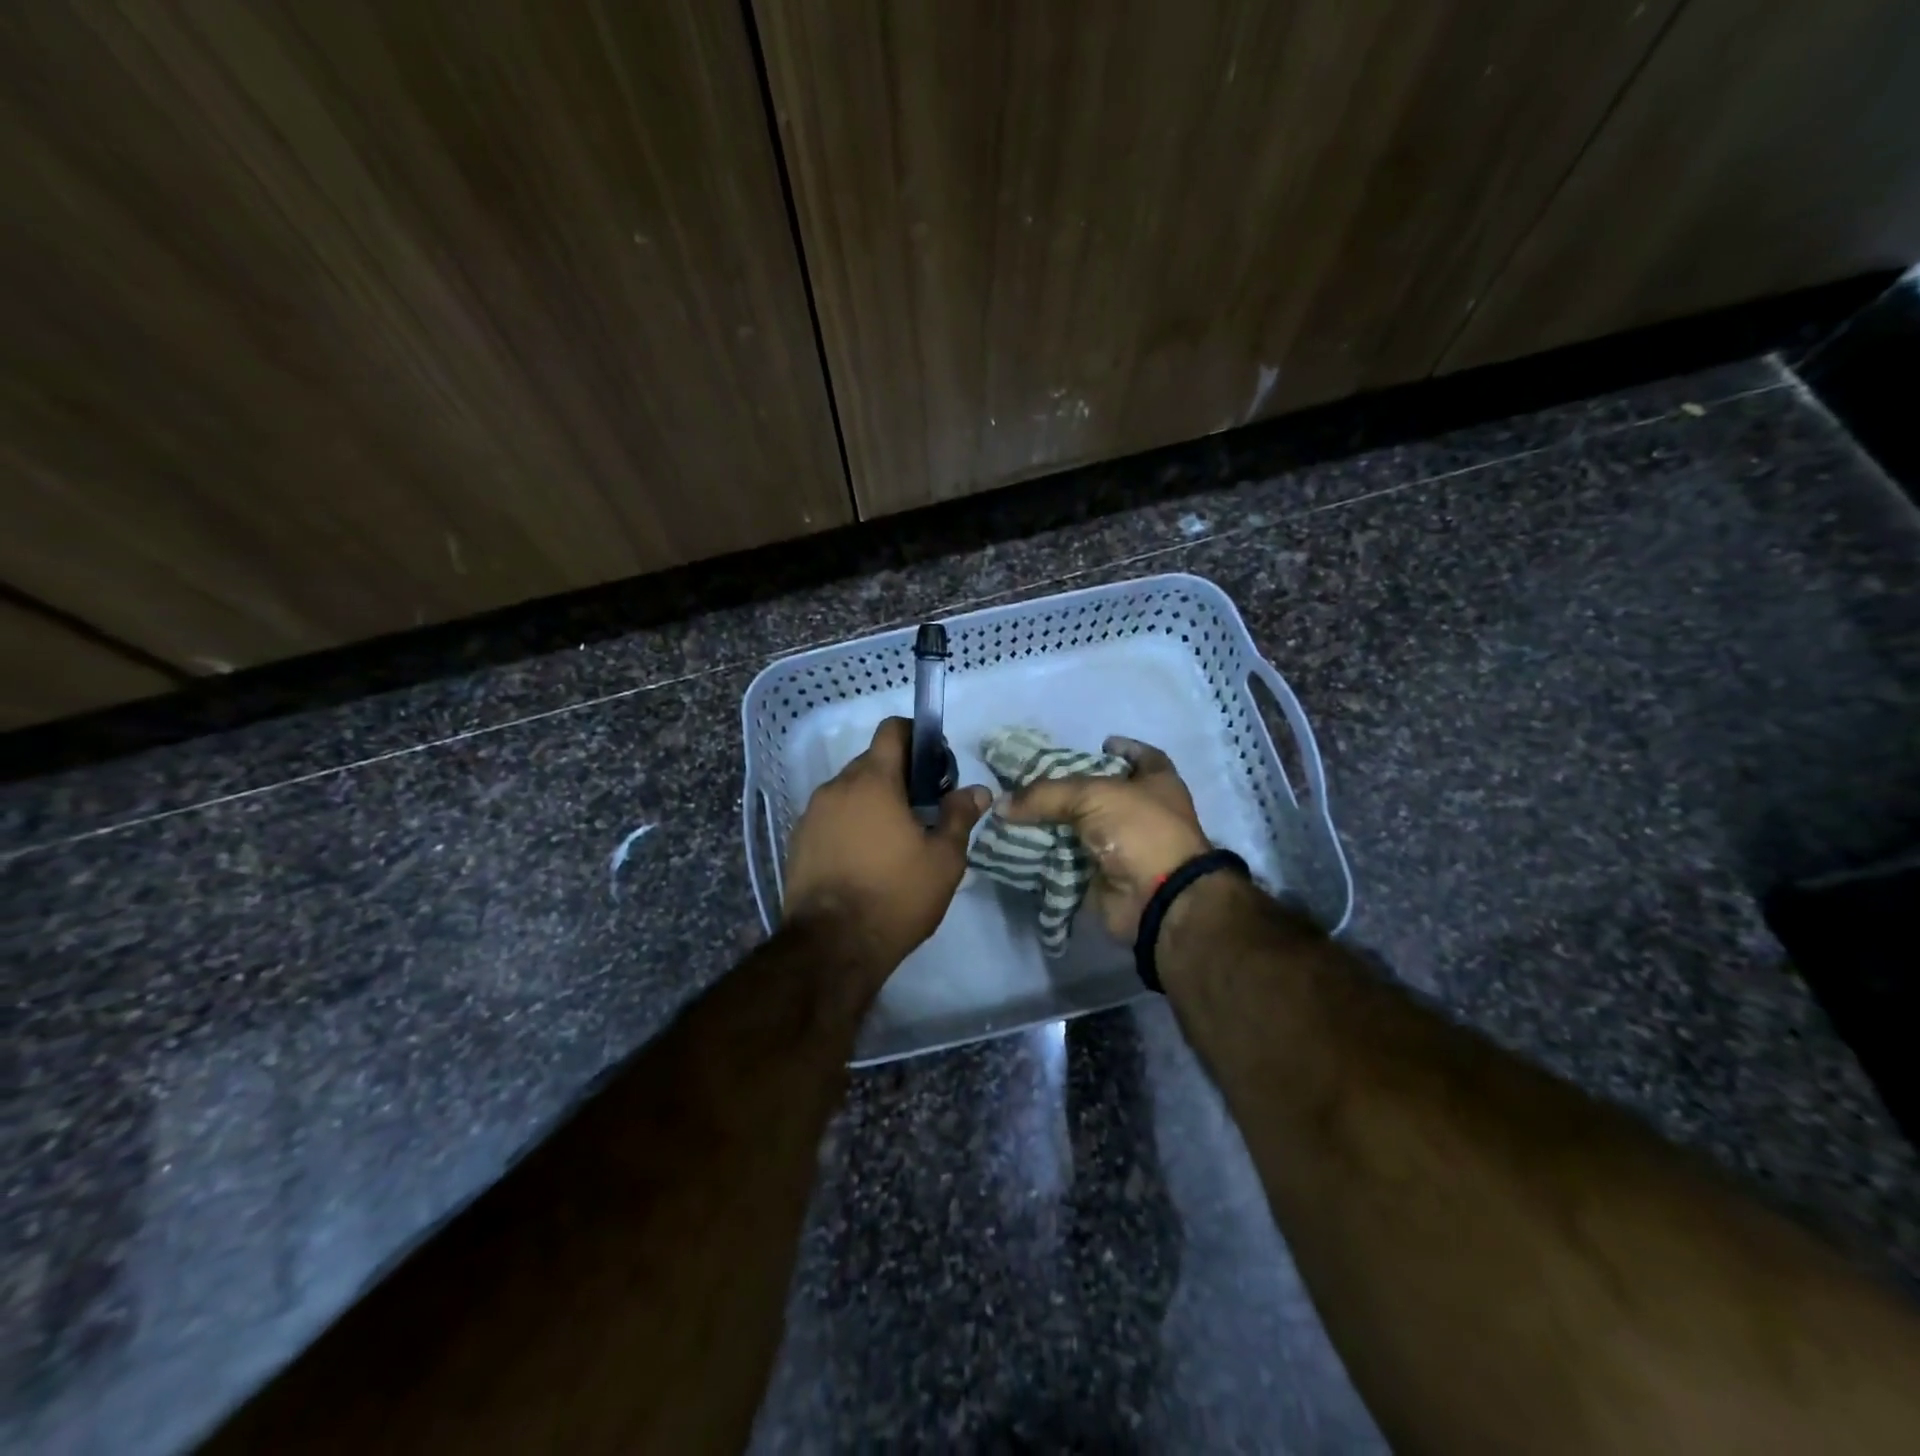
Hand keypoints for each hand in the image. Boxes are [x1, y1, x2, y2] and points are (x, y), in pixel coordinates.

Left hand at [782, 717, 990, 971]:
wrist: (832, 946)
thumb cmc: (895, 896)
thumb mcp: (943, 860)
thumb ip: (959, 817)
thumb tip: (978, 791)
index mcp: (873, 781)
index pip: (891, 730)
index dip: (916, 736)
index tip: (934, 765)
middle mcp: (836, 787)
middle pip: (871, 762)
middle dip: (898, 776)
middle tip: (921, 811)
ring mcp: (812, 814)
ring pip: (849, 791)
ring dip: (873, 802)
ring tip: (893, 840)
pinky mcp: (798, 840)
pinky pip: (831, 817)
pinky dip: (850, 824)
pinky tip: (864, 858)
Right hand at [997, 735, 1210, 940]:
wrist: (1156, 898)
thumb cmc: (1139, 830)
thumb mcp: (1092, 795)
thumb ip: (1045, 794)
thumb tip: (1001, 804)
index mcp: (1156, 783)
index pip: (1142, 757)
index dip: (1122, 748)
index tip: (1098, 743)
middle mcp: (1143, 812)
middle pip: (1102, 794)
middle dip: (1069, 789)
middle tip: (1033, 780)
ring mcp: (1123, 846)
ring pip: (1079, 829)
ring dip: (1051, 824)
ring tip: (1015, 812)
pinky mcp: (1103, 875)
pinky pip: (1067, 860)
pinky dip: (1046, 856)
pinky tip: (1018, 845)